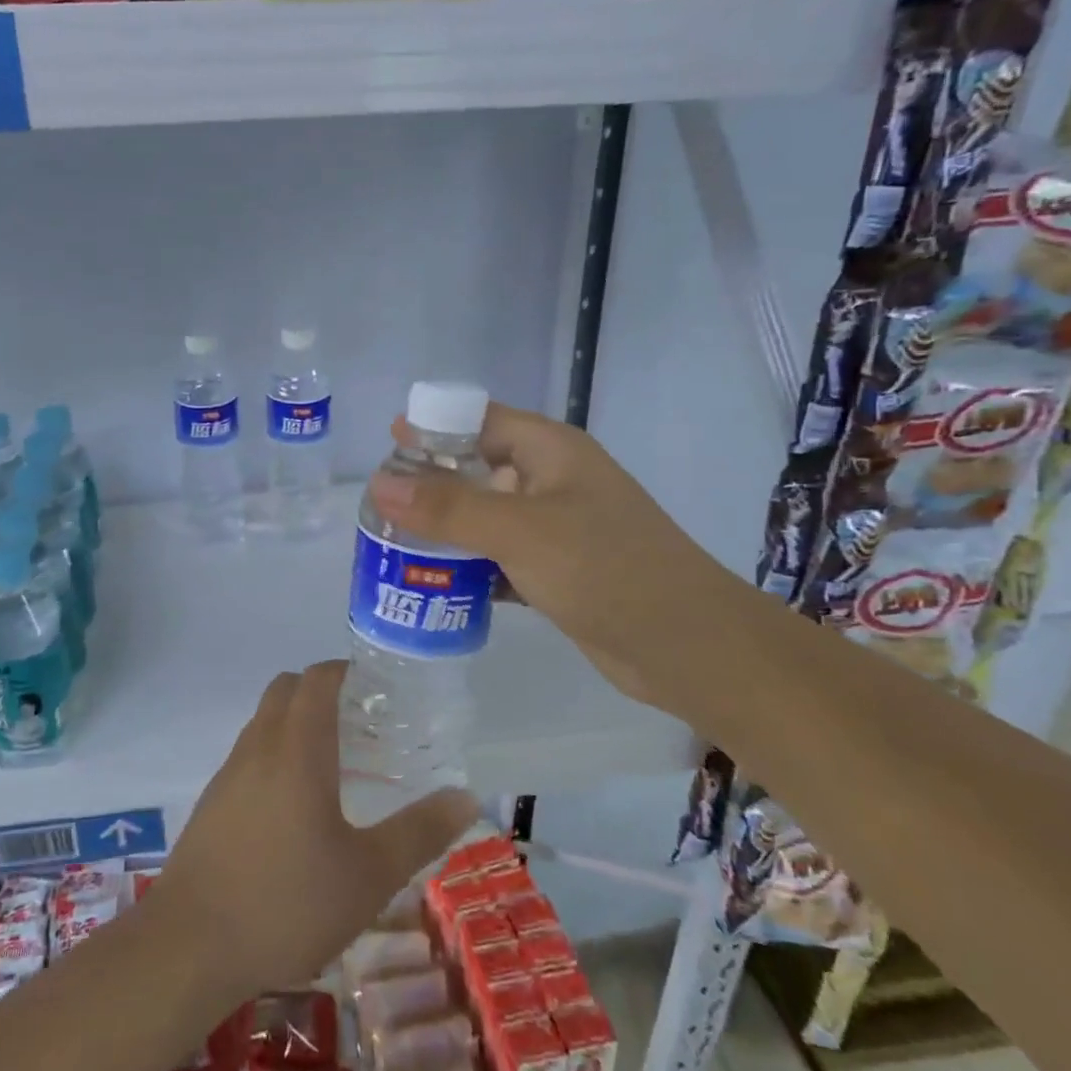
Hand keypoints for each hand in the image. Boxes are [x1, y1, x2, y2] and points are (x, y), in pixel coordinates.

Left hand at [150, 662, 475, 999]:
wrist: (190, 945)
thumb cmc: (288, 901)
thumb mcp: (369, 875)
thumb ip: (419, 831)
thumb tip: (466, 796)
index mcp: (298, 747)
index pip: (318, 678)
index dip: (346, 670)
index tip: (377, 688)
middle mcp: (260, 745)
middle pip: (286, 688)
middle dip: (321, 691)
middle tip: (361, 724)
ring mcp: (229, 772)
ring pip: (264, 721)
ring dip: (295, 723)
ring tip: (334, 766)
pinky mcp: (212, 801)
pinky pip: (249, 754)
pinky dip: (275, 755)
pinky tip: (295, 809)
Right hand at [367, 401, 735, 712]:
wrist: (691, 649)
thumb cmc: (608, 569)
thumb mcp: (521, 531)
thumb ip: (448, 507)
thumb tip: (378, 482)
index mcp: (549, 451)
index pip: (478, 421)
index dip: (432, 428)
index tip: (385, 448)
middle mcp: (551, 481)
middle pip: (476, 469)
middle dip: (429, 485)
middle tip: (378, 505)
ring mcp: (556, 527)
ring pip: (485, 516)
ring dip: (445, 530)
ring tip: (392, 545)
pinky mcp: (557, 570)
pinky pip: (499, 557)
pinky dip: (469, 566)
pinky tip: (433, 585)